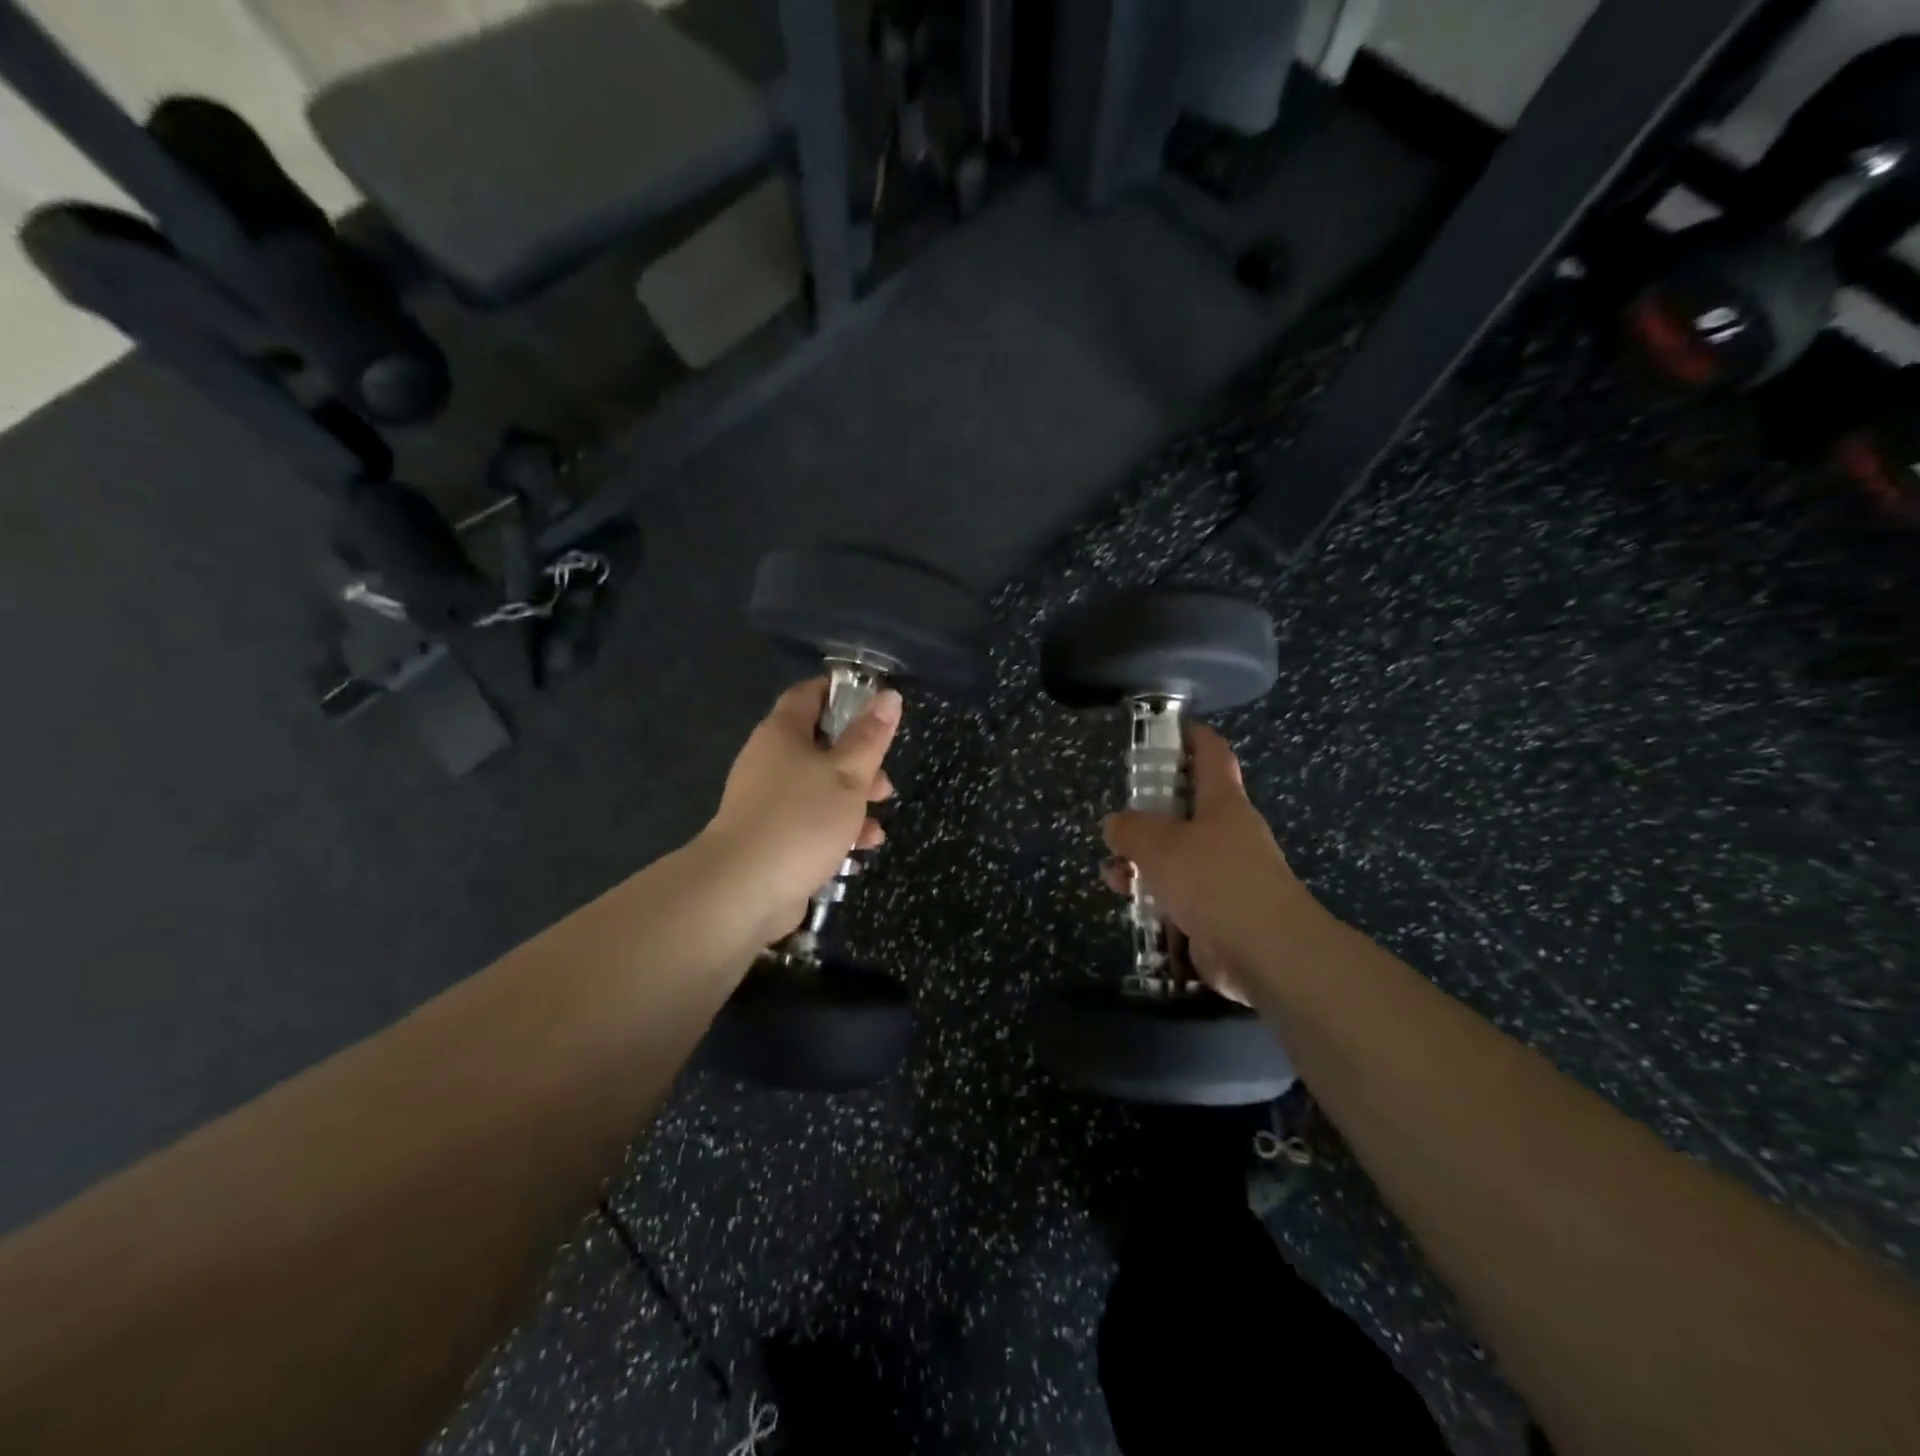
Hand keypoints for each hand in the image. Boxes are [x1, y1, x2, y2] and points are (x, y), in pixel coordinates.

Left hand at [700, 678, 900, 944]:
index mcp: (783, 734)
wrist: (743, 890)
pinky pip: (809, 824)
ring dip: (852, 803)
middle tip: (885, 782)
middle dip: (858, 763)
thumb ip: (870, 737)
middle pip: (819, 747)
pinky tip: (859, 852)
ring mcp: (767, 803)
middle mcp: (770, 762)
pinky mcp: (771, 838)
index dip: (841, 693)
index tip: (876, 705)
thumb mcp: (848, 774)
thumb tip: (889, 695)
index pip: (809, 695)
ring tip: (878, 827)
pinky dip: (835, 832)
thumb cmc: (802, 819)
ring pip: (818, 790)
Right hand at [1099, 723, 1326, 998]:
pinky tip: (1128, 901)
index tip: (1164, 731)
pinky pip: (1179, 893)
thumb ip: (1131, 830)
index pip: (1211, 753)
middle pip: (1188, 807)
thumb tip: (1115, 825)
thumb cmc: (1214, 881)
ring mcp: (1225, 874)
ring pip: (1178, 854)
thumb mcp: (1160, 846)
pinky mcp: (1218, 912)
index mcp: (1223, 802)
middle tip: (1120, 816)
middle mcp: (1227, 833)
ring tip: (1112, 868)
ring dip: (1145, 859)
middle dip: (1151, 810)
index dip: (1190, 736)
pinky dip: (1154, 894)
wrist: (1267, 953)